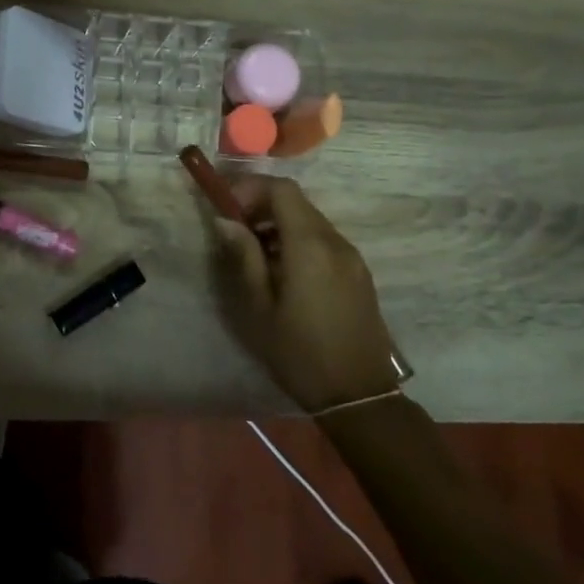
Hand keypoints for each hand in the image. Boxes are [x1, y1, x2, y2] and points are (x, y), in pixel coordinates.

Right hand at [212, 176, 402, 412]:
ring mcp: (351, 256)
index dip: (251, 188)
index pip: (282, 189)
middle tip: (234, 230)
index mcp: (309, 245)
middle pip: (297, 202)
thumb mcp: (259, 307)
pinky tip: (282, 271)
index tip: (226, 207)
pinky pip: (324, 240)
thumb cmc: (299, 352)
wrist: (358, 396)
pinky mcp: (359, 272)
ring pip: (311, 220)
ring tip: (254, 253)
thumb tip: (225, 220)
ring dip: (279, 224)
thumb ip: (243, 256)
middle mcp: (335, 241)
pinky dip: (298, 240)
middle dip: (262, 205)